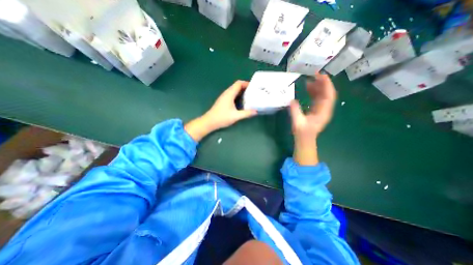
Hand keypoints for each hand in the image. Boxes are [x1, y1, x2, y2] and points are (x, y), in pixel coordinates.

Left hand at [185, 80, 257, 141]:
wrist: (210, 122)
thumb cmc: (222, 117)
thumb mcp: (236, 116)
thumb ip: (246, 113)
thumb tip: (256, 111)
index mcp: (229, 94)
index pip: (238, 83)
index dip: (246, 83)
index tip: (254, 87)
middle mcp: (226, 93)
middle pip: (236, 86)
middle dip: (245, 88)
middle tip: (253, 92)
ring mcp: (224, 97)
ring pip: (234, 91)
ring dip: (241, 92)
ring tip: (249, 96)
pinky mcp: (223, 101)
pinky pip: (232, 95)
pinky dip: (238, 96)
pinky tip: (241, 102)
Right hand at [289, 72, 335, 163]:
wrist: (305, 140)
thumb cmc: (302, 133)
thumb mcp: (298, 122)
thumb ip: (295, 111)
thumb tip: (291, 100)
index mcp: (323, 112)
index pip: (329, 95)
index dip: (326, 85)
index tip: (321, 75)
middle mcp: (325, 109)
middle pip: (327, 93)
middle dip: (322, 83)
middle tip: (313, 74)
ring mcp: (321, 109)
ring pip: (322, 95)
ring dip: (317, 86)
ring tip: (309, 80)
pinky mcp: (317, 110)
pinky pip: (317, 98)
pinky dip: (314, 92)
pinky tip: (307, 88)